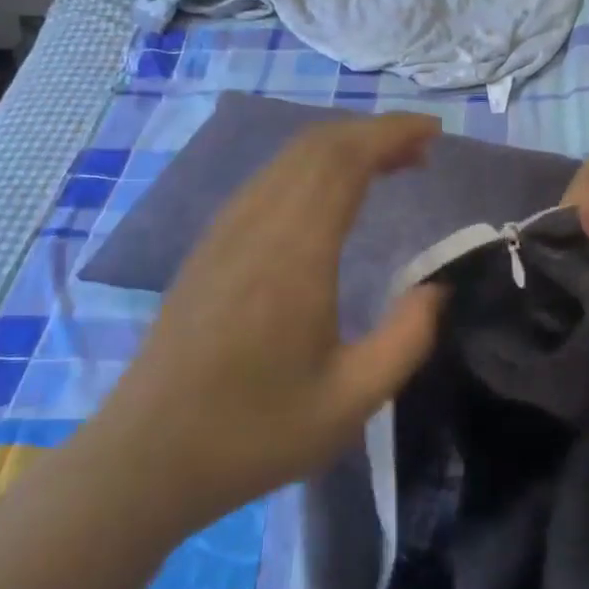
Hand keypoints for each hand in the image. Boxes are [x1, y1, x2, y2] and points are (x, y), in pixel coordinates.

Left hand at [111, 114, 445, 530]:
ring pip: (290, 158)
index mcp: (295, 253)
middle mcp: (257, 224)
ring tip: (388, 165)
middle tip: (421, 149)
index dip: (391, 133)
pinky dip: (312, 168)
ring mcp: (226, 229)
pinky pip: (269, 179)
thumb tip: (439, 288)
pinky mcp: (211, 244)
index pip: (344, 159)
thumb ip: (408, 338)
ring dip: (343, 147)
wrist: (148, 456)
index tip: (434, 132)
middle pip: (318, 145)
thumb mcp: (351, 401)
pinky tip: (332, 197)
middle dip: (374, 133)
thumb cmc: (254, 433)